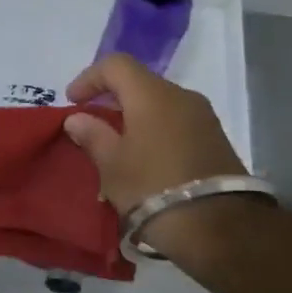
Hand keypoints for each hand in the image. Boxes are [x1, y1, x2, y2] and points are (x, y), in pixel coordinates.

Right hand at [62, 53, 246, 219]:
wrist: (219, 227)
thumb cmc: (153, 187)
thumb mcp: (112, 165)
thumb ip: (93, 135)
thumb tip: (77, 119)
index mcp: (152, 94)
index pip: (115, 65)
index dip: (89, 78)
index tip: (73, 102)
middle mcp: (182, 96)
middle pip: (140, 82)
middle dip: (112, 98)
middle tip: (92, 124)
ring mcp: (204, 117)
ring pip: (160, 103)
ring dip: (135, 116)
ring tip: (118, 145)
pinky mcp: (216, 139)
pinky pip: (176, 121)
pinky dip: (155, 129)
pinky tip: (145, 157)